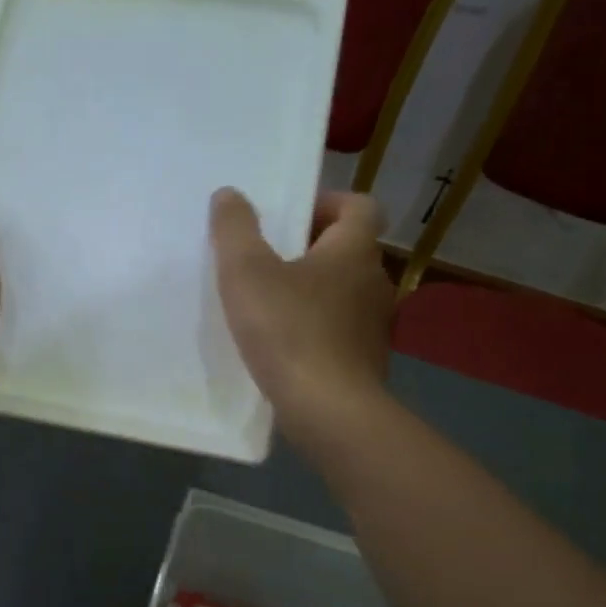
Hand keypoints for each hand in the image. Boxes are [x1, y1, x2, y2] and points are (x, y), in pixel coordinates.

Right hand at [209, 187, 392, 452]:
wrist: (329, 411)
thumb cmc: (289, 331)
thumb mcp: (246, 273)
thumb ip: (235, 229)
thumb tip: (230, 195)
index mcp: (355, 250)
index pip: (360, 205)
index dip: (327, 202)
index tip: (290, 218)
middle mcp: (375, 281)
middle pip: (348, 250)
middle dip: (310, 250)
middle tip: (267, 260)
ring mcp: (375, 326)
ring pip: (344, 294)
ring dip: (312, 292)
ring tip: (269, 306)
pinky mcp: (366, 362)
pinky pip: (340, 332)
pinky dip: (316, 330)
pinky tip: (283, 348)